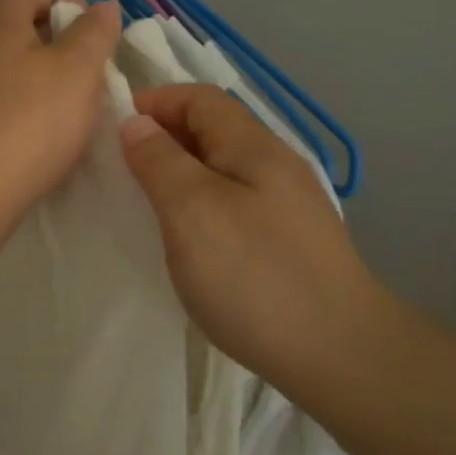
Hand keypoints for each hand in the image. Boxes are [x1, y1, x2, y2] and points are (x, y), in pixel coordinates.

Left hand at [0, 0, 120, 220]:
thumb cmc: (31, 121)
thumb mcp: (78, 69)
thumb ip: (94, 32)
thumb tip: (102, 6)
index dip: (69, 3)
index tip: (95, 37)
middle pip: (23, 27)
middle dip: (63, 45)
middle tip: (90, 74)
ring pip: (15, 65)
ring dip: (49, 78)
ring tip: (74, 107)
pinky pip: (3, 98)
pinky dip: (28, 106)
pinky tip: (46, 133)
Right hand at [119, 84, 384, 377]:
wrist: (340, 355)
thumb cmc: (255, 275)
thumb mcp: (192, 210)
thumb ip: (160, 160)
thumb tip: (137, 123)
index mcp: (253, 147)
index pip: (200, 99)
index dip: (156, 101)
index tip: (115, 128)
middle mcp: (275, 166)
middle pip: (214, 130)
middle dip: (166, 136)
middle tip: (123, 168)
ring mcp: (288, 206)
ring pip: (223, 169)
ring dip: (182, 172)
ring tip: (148, 202)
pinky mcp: (289, 242)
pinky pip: (235, 202)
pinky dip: (202, 204)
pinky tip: (190, 238)